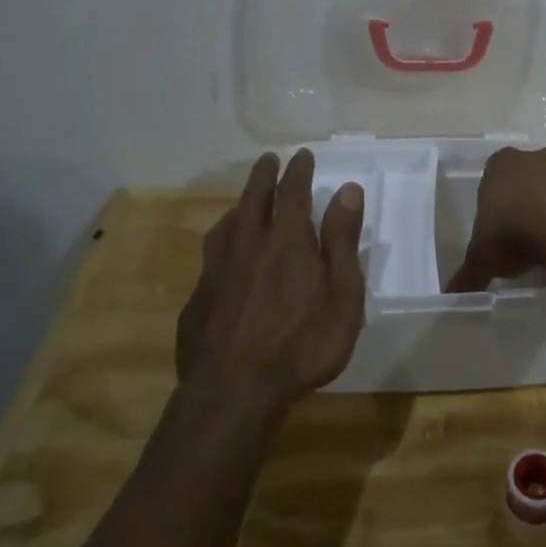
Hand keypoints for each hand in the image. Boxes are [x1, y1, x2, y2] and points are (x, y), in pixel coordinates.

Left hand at [178, 150, 366, 415]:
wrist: (232, 392)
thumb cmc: (301, 344)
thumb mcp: (341, 295)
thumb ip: (342, 240)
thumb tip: (347, 189)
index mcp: (287, 242)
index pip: (292, 193)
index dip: (298, 171)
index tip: (302, 155)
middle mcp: (248, 246)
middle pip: (254, 200)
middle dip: (264, 177)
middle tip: (268, 160)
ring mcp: (217, 272)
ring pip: (226, 226)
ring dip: (238, 207)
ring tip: (244, 203)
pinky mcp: (198, 299)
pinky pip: (210, 258)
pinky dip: (221, 243)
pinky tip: (222, 258)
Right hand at [448, 145, 545, 291]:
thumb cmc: (513, 232)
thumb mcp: (482, 258)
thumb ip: (468, 274)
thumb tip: (453, 293)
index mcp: (501, 164)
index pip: (492, 175)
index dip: (493, 200)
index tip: (494, 226)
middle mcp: (534, 160)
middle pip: (526, 177)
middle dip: (523, 200)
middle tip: (518, 234)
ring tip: (544, 246)